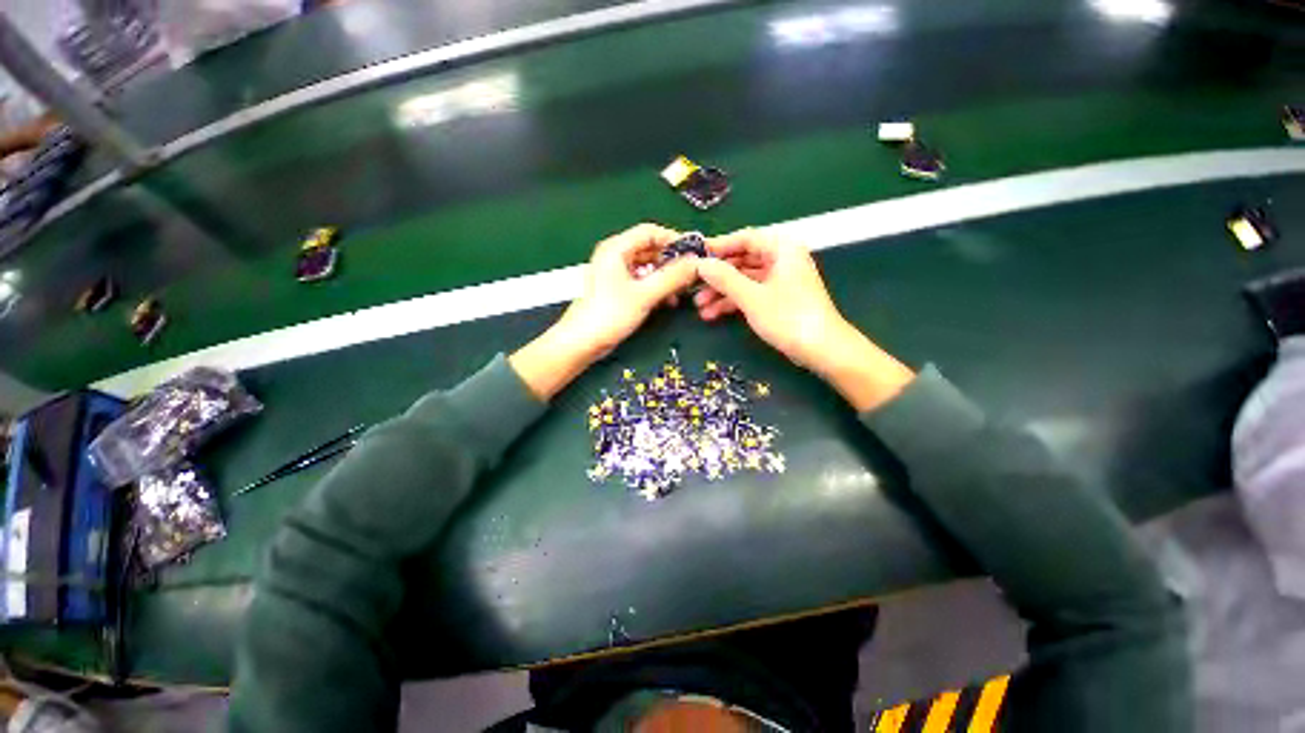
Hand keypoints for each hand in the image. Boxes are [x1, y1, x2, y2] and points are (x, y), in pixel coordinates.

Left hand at [511, 224, 699, 398]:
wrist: (583, 342)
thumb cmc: (610, 314)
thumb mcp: (645, 294)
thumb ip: (673, 277)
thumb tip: (697, 263)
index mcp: (616, 248)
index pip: (650, 231)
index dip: (673, 240)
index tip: (693, 254)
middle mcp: (615, 256)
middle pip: (649, 248)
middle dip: (671, 261)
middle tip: (690, 275)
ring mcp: (615, 273)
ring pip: (647, 266)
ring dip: (665, 276)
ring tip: (680, 291)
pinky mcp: (617, 289)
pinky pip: (641, 280)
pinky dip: (655, 286)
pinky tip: (667, 300)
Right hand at [694, 228, 914, 410]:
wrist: (822, 350)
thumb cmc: (788, 317)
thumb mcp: (752, 297)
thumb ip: (724, 278)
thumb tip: (700, 264)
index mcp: (781, 248)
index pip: (744, 238)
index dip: (718, 247)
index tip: (694, 257)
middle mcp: (781, 259)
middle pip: (742, 260)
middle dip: (717, 276)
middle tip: (693, 286)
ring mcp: (779, 280)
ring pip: (744, 279)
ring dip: (721, 292)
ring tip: (699, 307)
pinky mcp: (777, 298)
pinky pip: (750, 293)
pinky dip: (733, 302)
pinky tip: (713, 314)